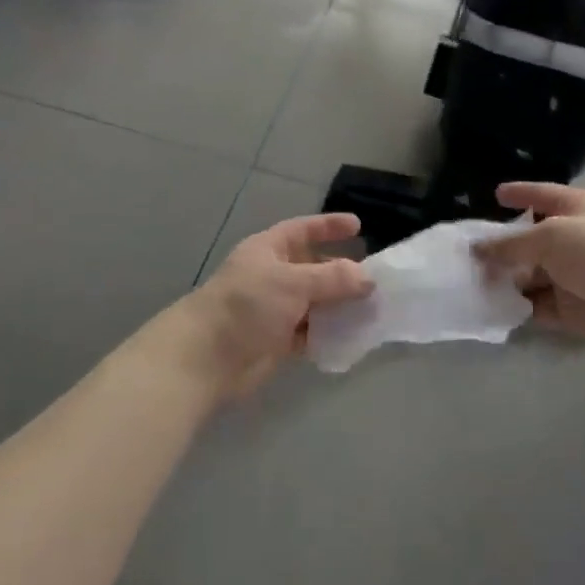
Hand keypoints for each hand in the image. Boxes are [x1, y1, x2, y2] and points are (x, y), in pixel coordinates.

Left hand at [175, 213, 372, 400]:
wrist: (207, 358)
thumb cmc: (247, 305)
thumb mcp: (293, 282)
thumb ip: (333, 278)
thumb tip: (368, 278)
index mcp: (269, 249)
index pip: (303, 230)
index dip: (329, 226)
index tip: (358, 226)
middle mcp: (273, 275)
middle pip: (314, 268)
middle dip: (342, 272)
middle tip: (376, 279)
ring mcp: (275, 309)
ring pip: (316, 302)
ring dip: (341, 306)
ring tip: (375, 310)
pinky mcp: (278, 341)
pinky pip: (312, 332)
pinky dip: (330, 333)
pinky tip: (355, 336)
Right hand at [474, 183, 584, 359]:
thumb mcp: (550, 237)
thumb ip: (511, 244)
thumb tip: (479, 248)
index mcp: (578, 208)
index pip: (542, 195)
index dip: (520, 193)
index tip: (496, 194)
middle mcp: (576, 238)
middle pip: (533, 240)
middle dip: (504, 247)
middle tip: (468, 254)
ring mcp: (576, 275)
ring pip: (533, 275)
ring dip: (508, 280)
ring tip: (472, 284)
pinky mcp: (575, 309)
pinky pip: (540, 305)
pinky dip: (521, 306)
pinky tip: (494, 308)